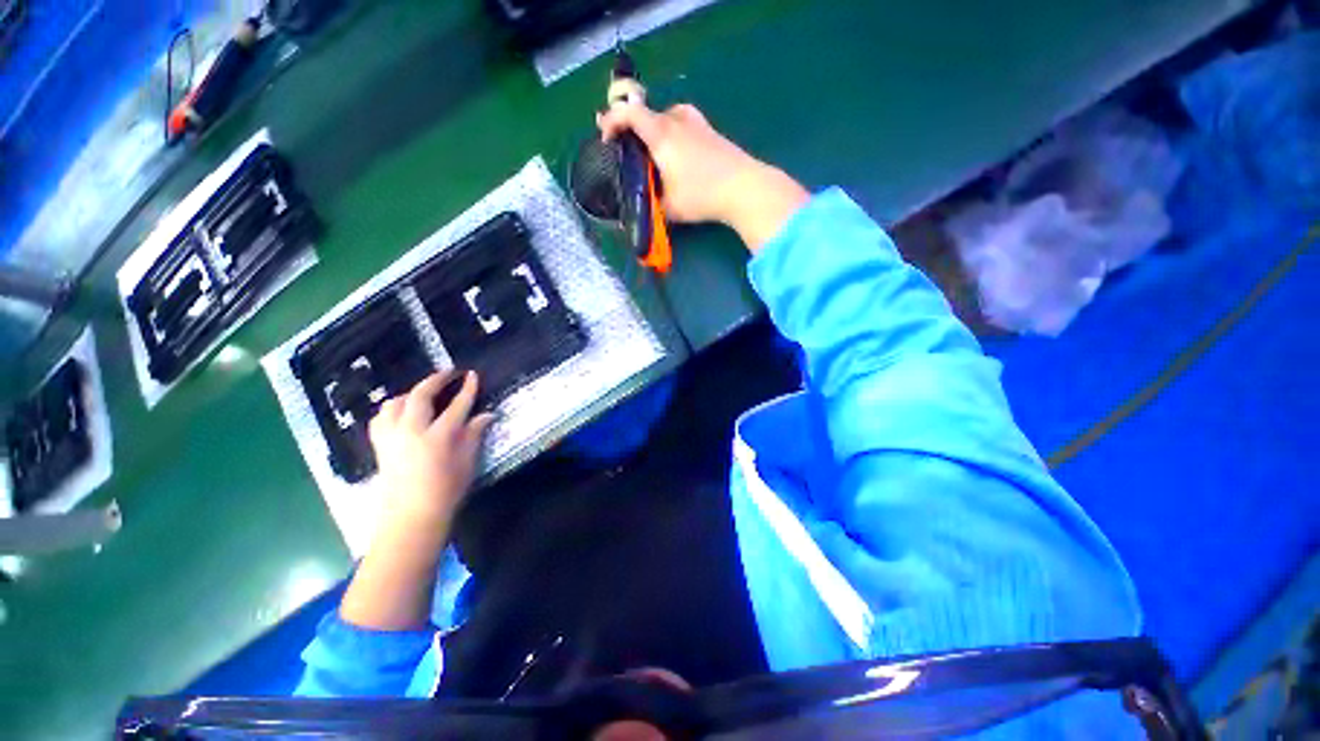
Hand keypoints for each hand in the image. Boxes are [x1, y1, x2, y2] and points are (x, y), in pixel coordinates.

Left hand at [368, 370, 494, 524]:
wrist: (410, 517)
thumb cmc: (446, 491)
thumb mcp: (467, 462)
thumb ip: (474, 434)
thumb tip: (487, 414)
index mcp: (438, 437)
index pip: (457, 405)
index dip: (467, 388)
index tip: (472, 375)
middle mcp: (411, 431)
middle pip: (420, 396)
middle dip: (435, 380)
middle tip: (448, 373)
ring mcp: (391, 438)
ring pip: (394, 403)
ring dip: (410, 393)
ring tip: (423, 394)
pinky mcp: (379, 446)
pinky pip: (380, 418)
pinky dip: (391, 409)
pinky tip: (401, 413)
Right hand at [597, 102, 808, 250]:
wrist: (743, 188)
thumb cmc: (701, 196)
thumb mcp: (669, 207)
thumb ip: (651, 202)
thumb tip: (642, 205)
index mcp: (660, 134)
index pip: (627, 113)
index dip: (611, 121)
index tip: (606, 138)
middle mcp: (676, 121)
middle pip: (646, 114)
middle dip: (632, 130)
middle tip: (629, 152)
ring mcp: (696, 123)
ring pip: (666, 117)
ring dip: (654, 129)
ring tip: (653, 152)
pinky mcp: (710, 131)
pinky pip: (683, 123)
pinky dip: (673, 132)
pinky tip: (678, 153)